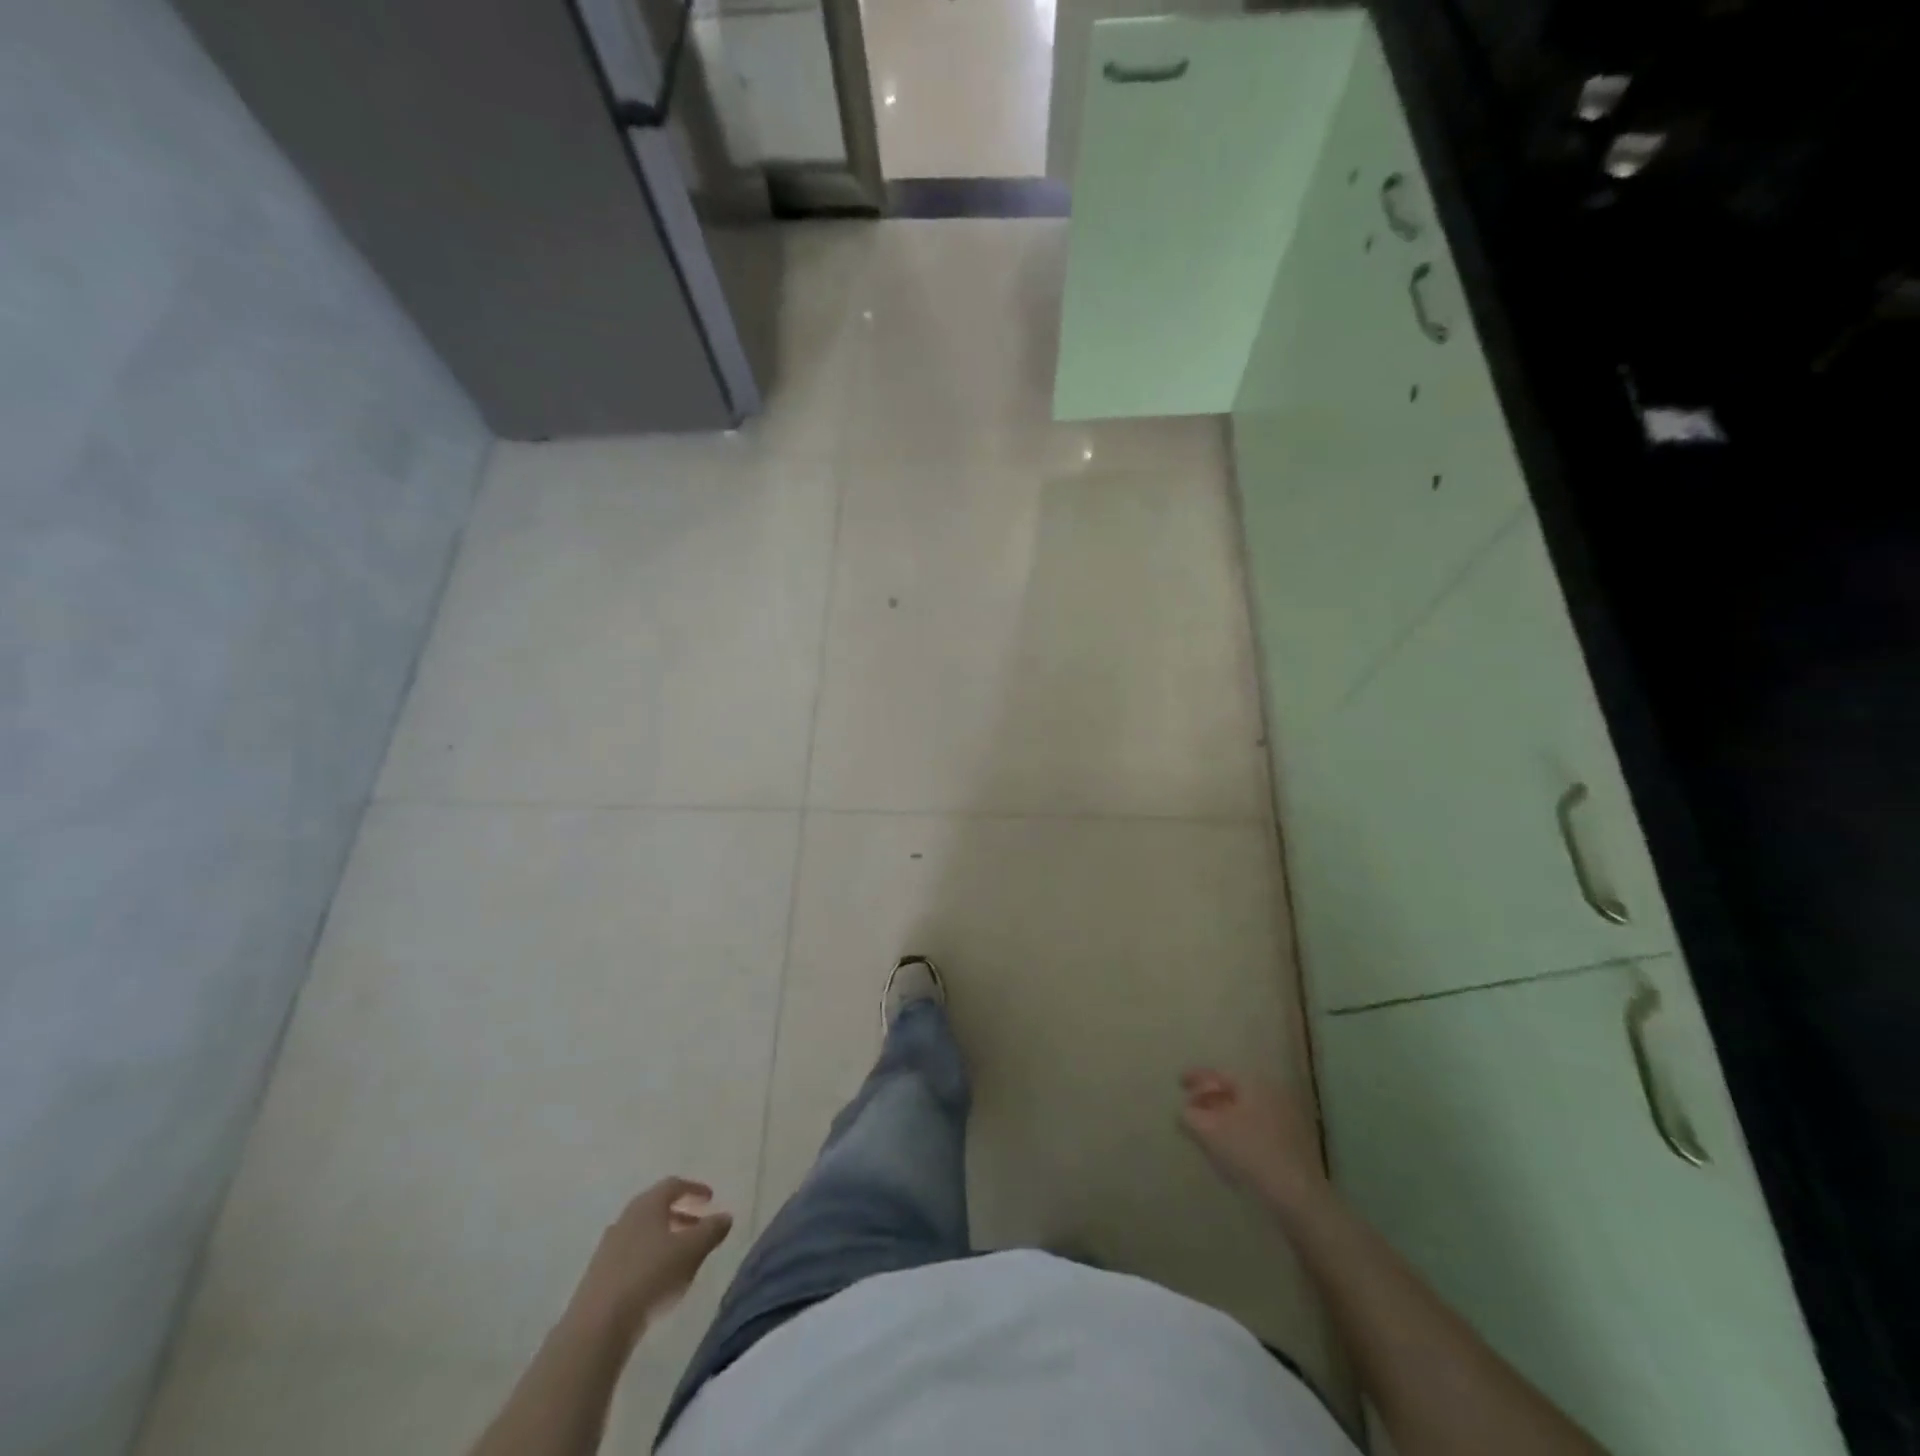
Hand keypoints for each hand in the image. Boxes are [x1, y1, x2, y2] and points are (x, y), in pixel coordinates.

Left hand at [567, 1177, 733, 1343]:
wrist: (597, 1326)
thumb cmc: (650, 1276)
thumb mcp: (691, 1251)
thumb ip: (711, 1230)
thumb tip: (726, 1216)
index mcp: (647, 1205)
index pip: (673, 1185)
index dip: (694, 1189)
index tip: (710, 1198)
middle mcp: (626, 1219)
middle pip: (656, 1208)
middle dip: (680, 1214)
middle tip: (699, 1226)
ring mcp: (608, 1248)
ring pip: (643, 1233)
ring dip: (664, 1238)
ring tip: (682, 1257)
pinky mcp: (598, 1276)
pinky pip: (631, 1256)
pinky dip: (649, 1258)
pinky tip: (657, 1280)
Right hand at [1179, 1069, 1327, 1210]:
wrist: (1297, 1197)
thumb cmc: (1250, 1153)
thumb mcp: (1208, 1131)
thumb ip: (1188, 1116)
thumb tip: (1183, 1111)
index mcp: (1254, 1083)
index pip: (1219, 1073)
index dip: (1196, 1077)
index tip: (1179, 1083)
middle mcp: (1272, 1094)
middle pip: (1233, 1090)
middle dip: (1209, 1098)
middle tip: (1189, 1107)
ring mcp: (1286, 1119)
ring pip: (1245, 1110)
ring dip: (1223, 1116)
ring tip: (1204, 1129)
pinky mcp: (1292, 1144)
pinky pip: (1256, 1127)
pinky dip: (1238, 1130)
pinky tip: (1228, 1148)